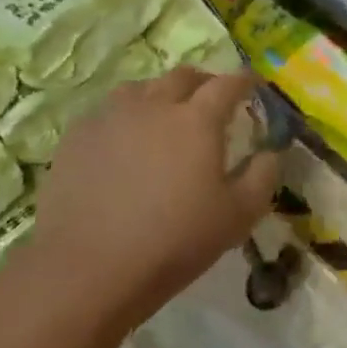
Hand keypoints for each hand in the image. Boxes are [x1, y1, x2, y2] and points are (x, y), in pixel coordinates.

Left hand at [33, 67, 281, 329]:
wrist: (87, 271)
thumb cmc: (173, 242)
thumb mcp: (237, 217)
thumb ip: (263, 177)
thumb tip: (269, 152)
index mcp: (198, 119)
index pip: (228, 84)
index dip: (244, 81)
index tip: (252, 84)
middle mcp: (155, 105)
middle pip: (183, 76)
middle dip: (203, 82)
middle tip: (211, 99)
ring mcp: (111, 118)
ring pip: (141, 88)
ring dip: (160, 94)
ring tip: (164, 115)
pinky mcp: (77, 138)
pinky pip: (107, 112)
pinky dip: (124, 116)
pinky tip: (123, 141)